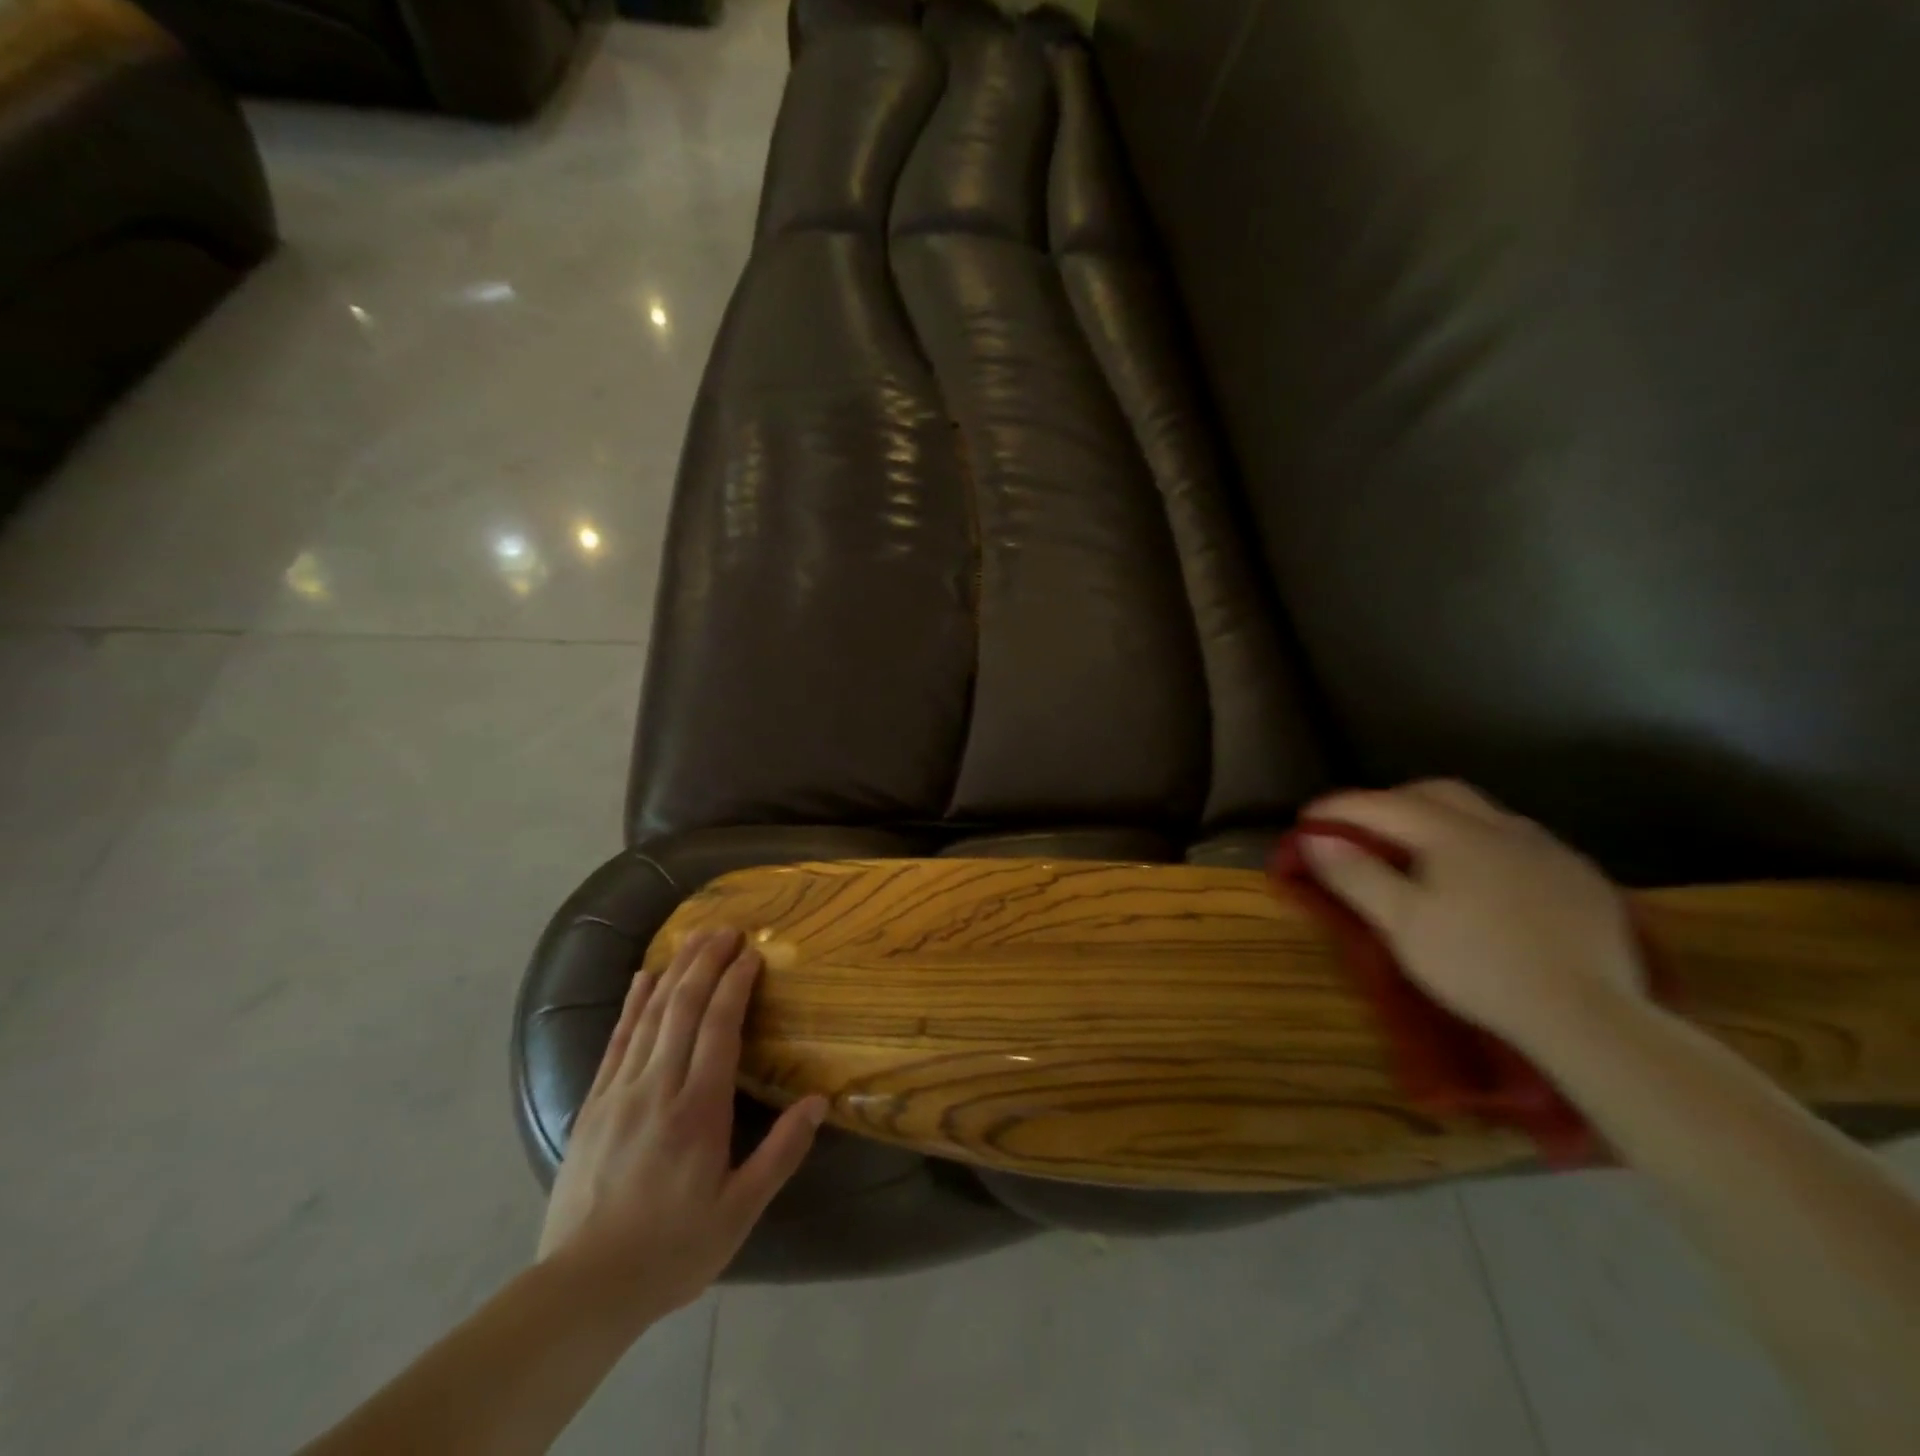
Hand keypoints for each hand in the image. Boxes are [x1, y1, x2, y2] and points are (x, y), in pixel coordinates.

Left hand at [536, 927, 826, 1322]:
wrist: (583, 1288)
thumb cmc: (672, 1250)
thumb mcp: (740, 1212)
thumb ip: (781, 1153)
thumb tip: (818, 1102)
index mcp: (698, 1110)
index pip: (719, 1027)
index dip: (736, 984)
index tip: (752, 953)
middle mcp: (658, 1088)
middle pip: (684, 1007)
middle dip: (707, 962)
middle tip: (727, 929)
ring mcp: (620, 1092)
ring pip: (651, 1015)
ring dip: (676, 970)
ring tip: (695, 937)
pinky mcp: (593, 1103)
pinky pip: (617, 1039)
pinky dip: (634, 1003)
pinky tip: (645, 977)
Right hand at [1299, 781, 1648, 1056]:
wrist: (1589, 1015)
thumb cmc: (1478, 965)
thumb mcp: (1401, 924)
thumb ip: (1355, 874)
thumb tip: (1315, 838)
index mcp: (1452, 833)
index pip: (1381, 804)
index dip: (1339, 808)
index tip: (1307, 821)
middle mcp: (1502, 826)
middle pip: (1436, 792)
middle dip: (1391, 800)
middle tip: (1363, 827)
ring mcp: (1548, 849)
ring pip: (1482, 813)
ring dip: (1441, 819)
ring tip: (1421, 850)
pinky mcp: (1581, 877)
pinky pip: (1520, 842)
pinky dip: (1484, 845)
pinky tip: (1484, 878)